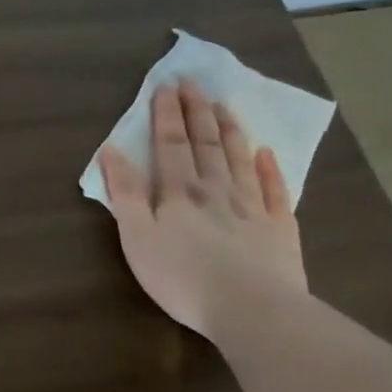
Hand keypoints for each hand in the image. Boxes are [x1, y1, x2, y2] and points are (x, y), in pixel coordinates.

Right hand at [99, 78, 305, 336]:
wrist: (251, 310)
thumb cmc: (182, 277)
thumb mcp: (137, 237)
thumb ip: (125, 193)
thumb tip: (112, 150)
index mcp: (178, 192)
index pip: (171, 144)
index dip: (167, 114)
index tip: (166, 85)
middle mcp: (216, 190)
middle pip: (205, 144)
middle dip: (196, 111)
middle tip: (194, 81)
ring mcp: (251, 207)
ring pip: (239, 159)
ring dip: (230, 131)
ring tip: (223, 105)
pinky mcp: (279, 229)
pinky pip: (275, 191)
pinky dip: (270, 170)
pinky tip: (267, 153)